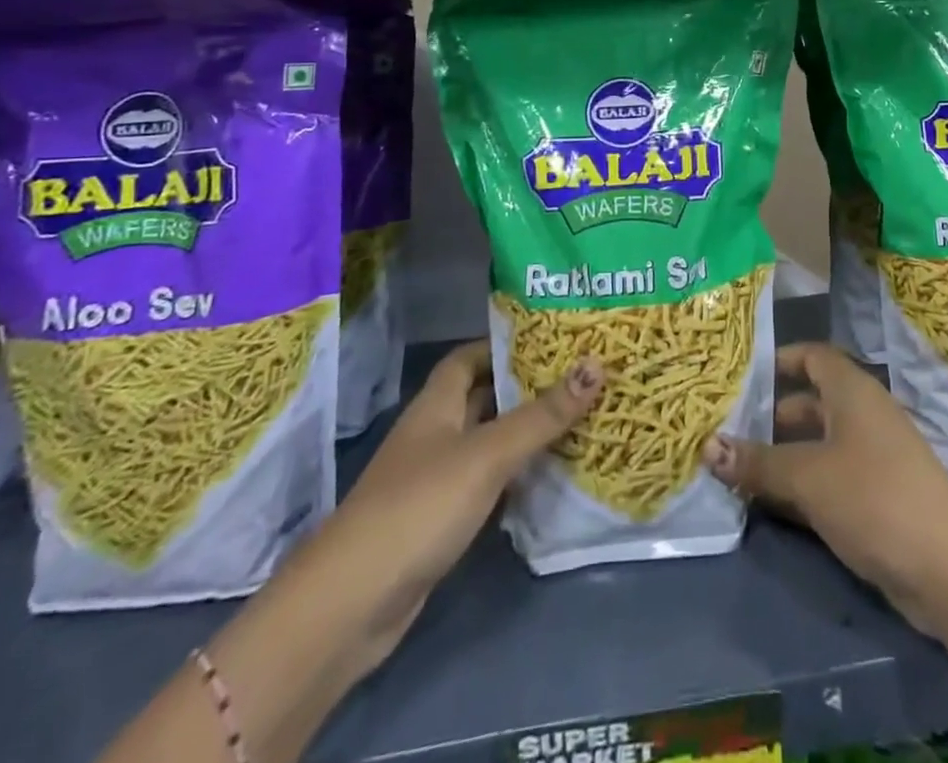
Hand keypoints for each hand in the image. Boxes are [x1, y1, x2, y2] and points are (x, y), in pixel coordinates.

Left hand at [304, 342, 602, 667]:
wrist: (350, 607)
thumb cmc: (419, 508)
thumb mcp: (487, 455)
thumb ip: (542, 415)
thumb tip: (596, 365)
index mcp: (436, 405)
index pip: (468, 357)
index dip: (504, 344)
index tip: (552, 339)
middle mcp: (434, 434)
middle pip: (482, 397)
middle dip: (526, 386)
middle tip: (580, 376)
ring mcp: (434, 480)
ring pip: (487, 441)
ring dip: (525, 432)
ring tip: (578, 417)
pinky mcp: (439, 521)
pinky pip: (486, 482)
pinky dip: (515, 475)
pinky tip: (549, 475)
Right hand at [702, 343, 947, 633]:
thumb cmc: (874, 496)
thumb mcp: (808, 476)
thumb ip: (758, 462)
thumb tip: (708, 446)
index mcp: (852, 391)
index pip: (812, 356)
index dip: (779, 360)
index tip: (740, 374)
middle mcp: (863, 415)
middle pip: (810, 403)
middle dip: (770, 416)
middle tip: (725, 429)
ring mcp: (872, 458)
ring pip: (816, 445)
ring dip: (780, 457)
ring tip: (734, 469)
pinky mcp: (876, 498)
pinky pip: (828, 479)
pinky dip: (799, 486)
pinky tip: (767, 505)